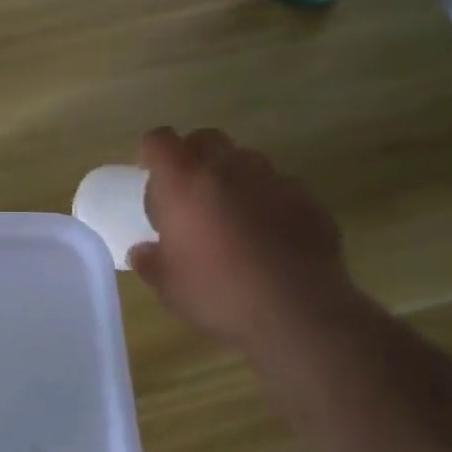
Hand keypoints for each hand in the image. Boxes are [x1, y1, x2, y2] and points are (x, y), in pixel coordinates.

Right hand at [128, 127, 352, 345]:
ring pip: (246, 160)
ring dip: (234, 177)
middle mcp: (226, 168)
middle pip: (205, 138)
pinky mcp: (308, 200)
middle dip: (194, 156)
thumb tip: (143, 252)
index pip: (159, 140)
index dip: (152, 152)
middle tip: (190, 193)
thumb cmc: (218, 293)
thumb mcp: (168, 286)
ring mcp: (272, 180)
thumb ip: (151, 262)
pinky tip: (271, 235)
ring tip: (232, 214)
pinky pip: (281, 187)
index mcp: (183, 182)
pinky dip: (270, 201)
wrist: (298, 313)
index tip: (151, 174)